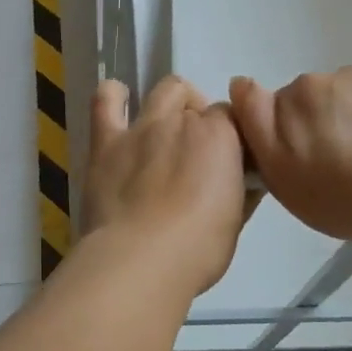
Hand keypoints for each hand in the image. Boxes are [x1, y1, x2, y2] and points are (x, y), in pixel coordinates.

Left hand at [82, 76, 252, 297]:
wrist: (139, 260)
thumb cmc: (197, 249)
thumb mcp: (235, 222)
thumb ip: (241, 192)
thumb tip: (246, 182)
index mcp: (221, 137)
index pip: (234, 119)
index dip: (231, 139)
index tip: (229, 163)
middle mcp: (182, 121)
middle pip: (199, 104)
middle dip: (201, 119)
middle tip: (196, 153)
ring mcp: (142, 128)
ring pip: (164, 90)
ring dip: (171, 102)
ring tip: (166, 126)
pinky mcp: (106, 142)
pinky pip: (105, 100)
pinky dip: (113, 96)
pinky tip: (117, 101)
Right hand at [228, 67, 351, 244]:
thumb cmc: (343, 195)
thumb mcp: (279, 172)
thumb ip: (255, 121)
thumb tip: (242, 83)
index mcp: (300, 93)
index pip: (280, 103)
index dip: (287, 129)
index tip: (303, 156)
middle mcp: (339, 75)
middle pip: (324, 98)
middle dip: (327, 123)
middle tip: (344, 167)